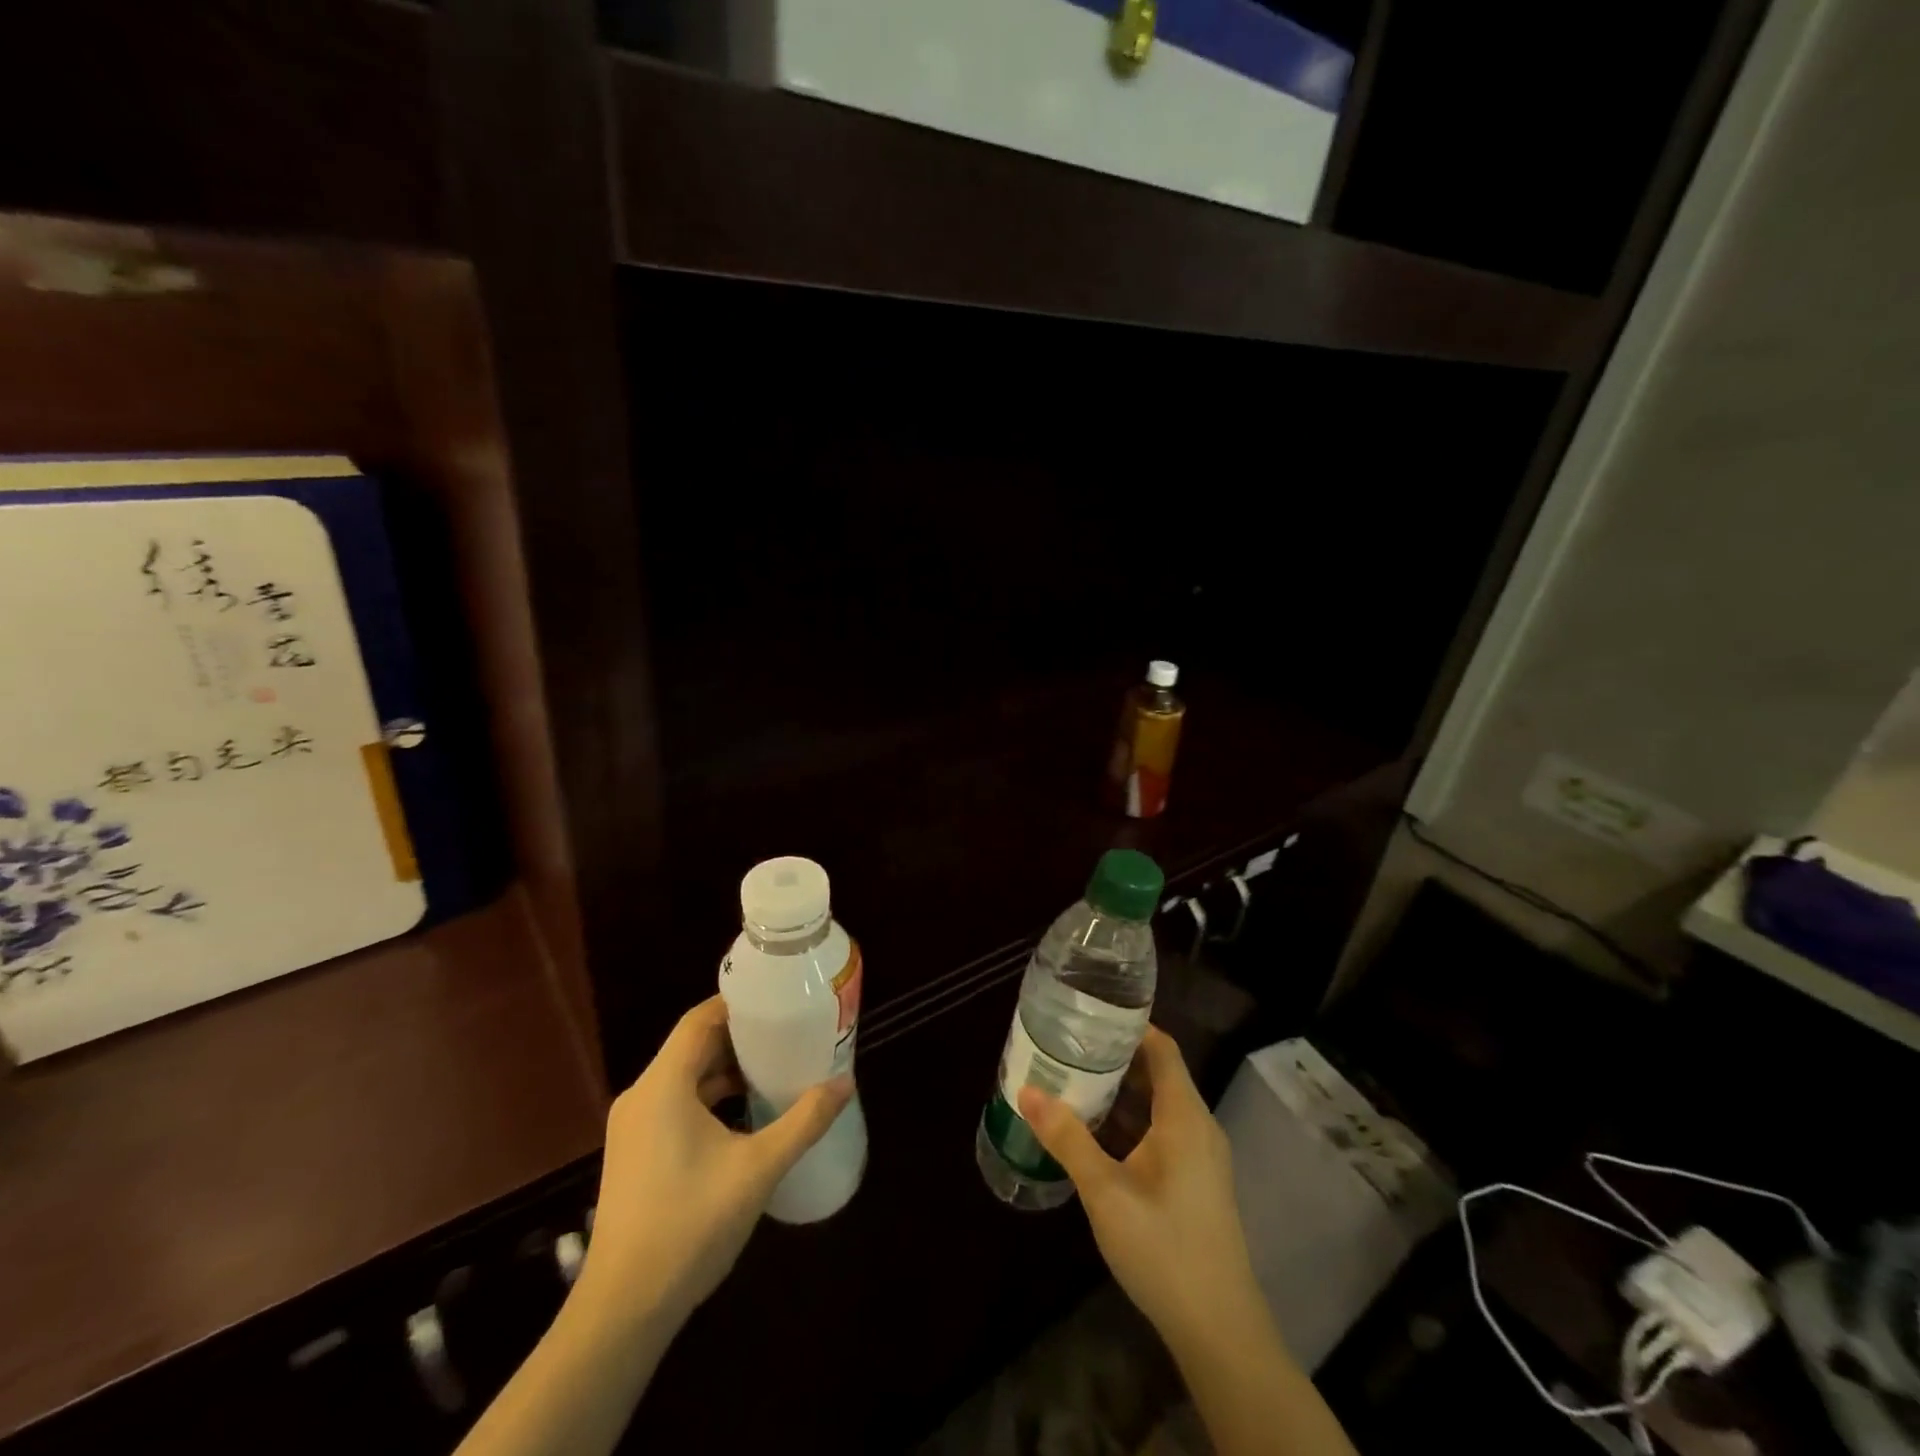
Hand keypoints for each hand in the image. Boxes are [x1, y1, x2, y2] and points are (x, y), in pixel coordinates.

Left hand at [582, 996, 852, 1322]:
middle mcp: (642, 1096)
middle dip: (740, 1036)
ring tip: (774, 1066)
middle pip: (693, 1045)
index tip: (778, 999)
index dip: (738, 1004)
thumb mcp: (758, 1168)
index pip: (700, 1020)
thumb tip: (846, 1082)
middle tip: (787, 1031)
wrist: (623, 1310)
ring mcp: (634, 1127)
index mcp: (663, 1085)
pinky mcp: (635, 1152)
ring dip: (726, 1069)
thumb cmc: (690, 1226)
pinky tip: (744, 1113)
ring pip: (684, 1076)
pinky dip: (709, 1097)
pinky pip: (675, 1103)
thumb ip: (804, 1121)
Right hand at [1019, 1026, 1262, 1349]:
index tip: (1089, 1017)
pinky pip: (1166, 1131)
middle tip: (1071, 1048)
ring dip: (1125, 1091)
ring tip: (1078, 1081)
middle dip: (1118, 1058)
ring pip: (1162, 1104)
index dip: (1131, 1027)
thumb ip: (1067, 1138)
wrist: (1220, 1330)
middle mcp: (1200, 1126)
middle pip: (1161, 1072)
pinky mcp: (1199, 1181)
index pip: (1162, 1048)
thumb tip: (1027, 1091)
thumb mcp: (1106, 1192)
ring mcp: (1203, 1156)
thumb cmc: (1163, 1249)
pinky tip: (1101, 1133)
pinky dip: (1135, 1120)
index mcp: (1185, 1116)